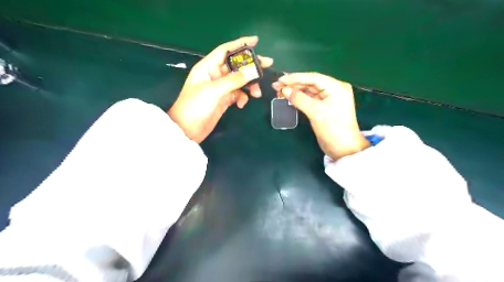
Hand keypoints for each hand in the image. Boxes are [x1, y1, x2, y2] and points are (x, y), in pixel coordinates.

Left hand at [168, 36, 270, 142]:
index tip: (256, 41)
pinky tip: (241, 104)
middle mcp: (215, 75)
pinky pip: (238, 94)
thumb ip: (233, 80)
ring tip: (257, 94)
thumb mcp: (214, 90)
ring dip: (249, 85)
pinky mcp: (224, 100)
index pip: (226, 50)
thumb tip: (252, 71)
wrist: (188, 129)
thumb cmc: (195, 105)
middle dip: (251, 66)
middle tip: (267, 65)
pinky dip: (242, 98)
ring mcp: (220, 88)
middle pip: (236, 65)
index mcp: (208, 67)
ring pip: (239, 81)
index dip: (240, 44)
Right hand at [272, 73, 369, 159]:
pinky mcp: (323, 107)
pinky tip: (289, 98)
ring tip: (279, 91)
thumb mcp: (316, 112)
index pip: (313, 78)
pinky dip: (299, 98)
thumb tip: (284, 90)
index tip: (280, 79)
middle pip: (310, 83)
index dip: (295, 78)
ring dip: (295, 91)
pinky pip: (309, 99)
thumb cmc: (332, 128)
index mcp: (336, 87)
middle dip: (293, 84)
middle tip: (276, 86)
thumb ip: (299, 99)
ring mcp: (328, 99)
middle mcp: (333, 90)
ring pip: (309, 91)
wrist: (343, 149)